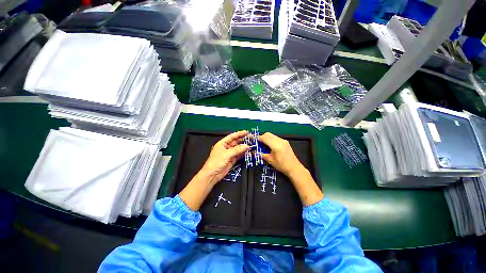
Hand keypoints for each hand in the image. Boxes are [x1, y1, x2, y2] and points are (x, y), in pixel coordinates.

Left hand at [199, 130, 249, 184]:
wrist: (212, 175)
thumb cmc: (216, 162)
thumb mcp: (226, 154)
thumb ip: (237, 150)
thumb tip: (247, 146)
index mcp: (222, 143)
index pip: (232, 136)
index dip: (239, 134)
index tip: (246, 132)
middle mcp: (226, 147)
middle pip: (236, 142)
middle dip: (243, 140)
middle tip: (251, 138)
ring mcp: (230, 153)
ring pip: (238, 148)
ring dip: (244, 147)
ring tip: (252, 144)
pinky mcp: (232, 159)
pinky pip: (239, 155)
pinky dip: (244, 153)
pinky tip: (249, 152)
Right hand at [258, 132, 304, 175]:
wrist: (294, 168)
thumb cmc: (282, 165)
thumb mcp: (270, 160)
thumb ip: (262, 154)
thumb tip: (254, 151)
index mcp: (276, 145)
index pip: (265, 137)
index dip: (258, 139)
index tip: (254, 142)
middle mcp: (280, 141)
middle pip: (268, 134)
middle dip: (262, 137)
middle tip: (259, 144)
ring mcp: (283, 140)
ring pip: (272, 135)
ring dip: (267, 138)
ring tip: (264, 145)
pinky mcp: (285, 142)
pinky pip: (276, 138)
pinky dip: (271, 139)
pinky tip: (270, 146)